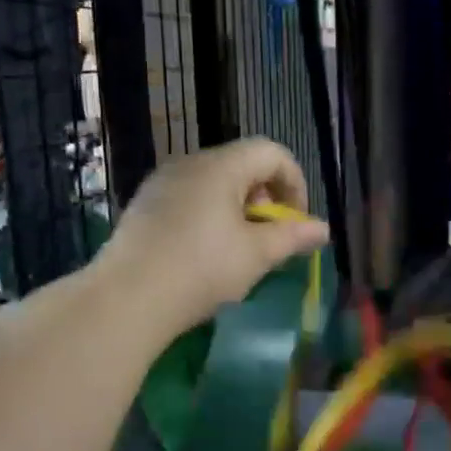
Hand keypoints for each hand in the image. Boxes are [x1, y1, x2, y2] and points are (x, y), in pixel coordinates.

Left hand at [99, 139, 329, 339]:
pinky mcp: (143, 205)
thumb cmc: (202, 269)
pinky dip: (209, 216)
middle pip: (242, 165)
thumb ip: (293, 236)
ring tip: (239, 249)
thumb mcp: (257, 255)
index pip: (271, 152)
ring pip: (214, 183)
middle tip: (269, 238)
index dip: (294, 182)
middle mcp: (189, 163)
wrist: (128, 298)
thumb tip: (322, 229)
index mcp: (220, 166)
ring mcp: (161, 183)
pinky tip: (204, 253)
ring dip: (237, 208)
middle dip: (266, 197)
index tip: (296, 221)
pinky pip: (188, 198)